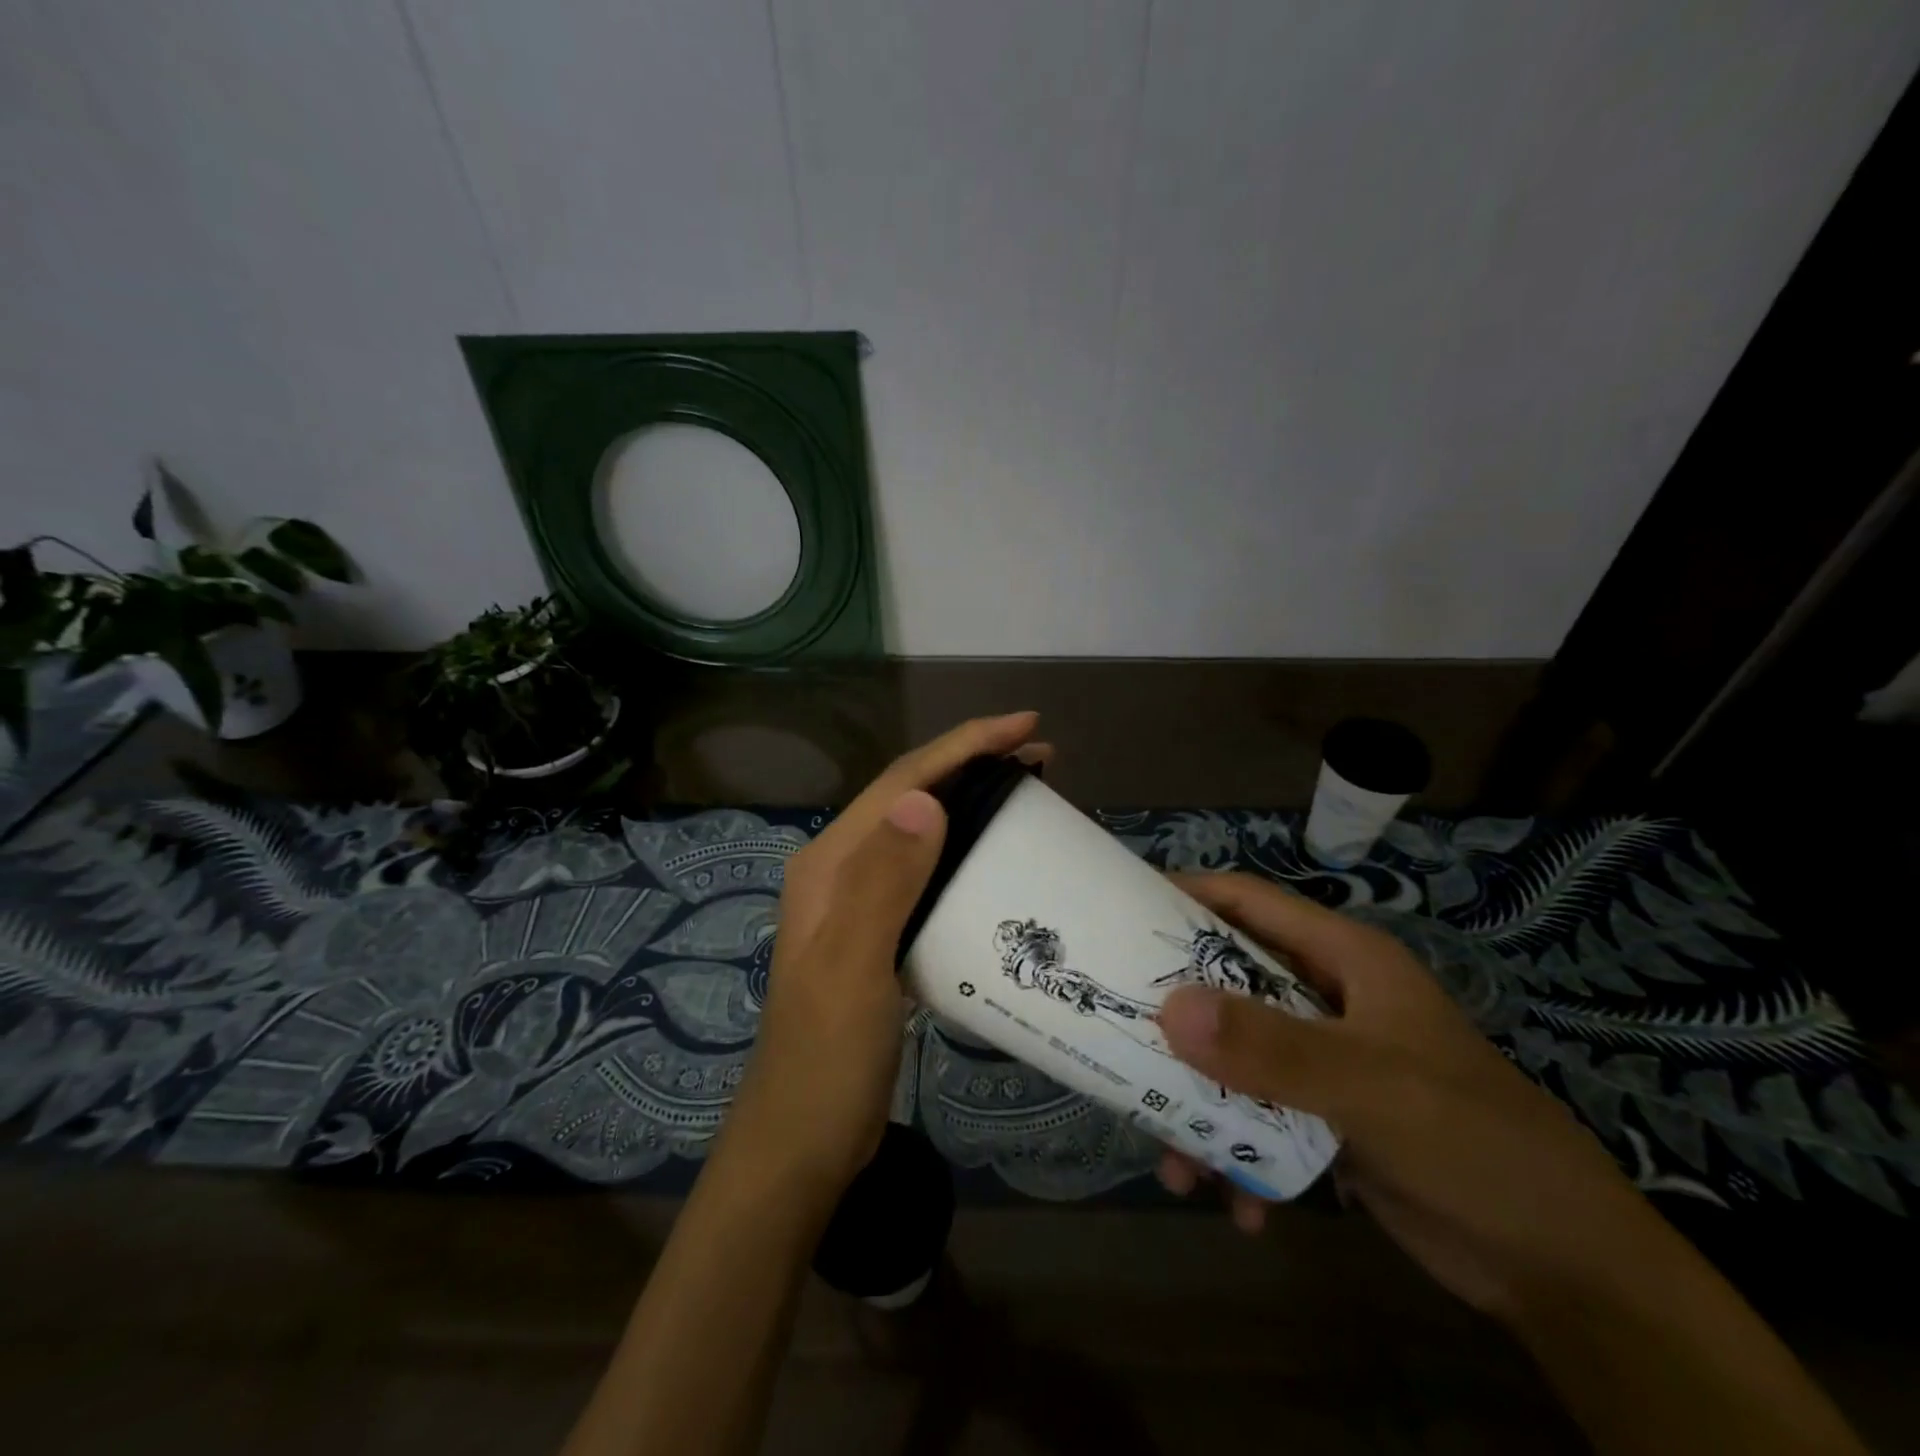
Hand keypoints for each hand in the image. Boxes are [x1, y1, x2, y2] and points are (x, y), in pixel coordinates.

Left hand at [715, 712, 1047, 1201]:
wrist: (803, 1141)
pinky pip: (929, 875)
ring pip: (923, 833)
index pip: (902, 782)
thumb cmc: (826, 1056)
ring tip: (1028, 797)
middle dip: (973, 766)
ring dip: (971, 806)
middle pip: (914, 798)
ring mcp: (861, 904)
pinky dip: (965, 854)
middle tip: (1041, 759)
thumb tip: (923, 801)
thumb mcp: (854, 967)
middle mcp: (843, 871)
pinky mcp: (881, 935)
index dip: (963, 746)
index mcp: (831, 863)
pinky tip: (996, 863)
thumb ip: (883, 883)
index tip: (1025, 727)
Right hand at [1153, 871, 1663, 1324]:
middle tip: (1117, 1035)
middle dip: (1175, 1017)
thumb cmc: (1474, 1141)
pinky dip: (1237, 1155)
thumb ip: (1272, 1048)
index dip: (1186, 896)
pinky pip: (1256, 1118)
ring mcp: (1324, 1062)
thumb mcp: (1371, 1086)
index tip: (1119, 910)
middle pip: (1228, 984)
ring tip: (1174, 1160)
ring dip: (1199, 1104)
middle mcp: (1326, 1000)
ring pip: (1234, 1058)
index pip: (1249, 903)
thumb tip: (1168, 1009)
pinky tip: (1235, 1205)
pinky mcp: (1324, 1119)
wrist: (1565, 1270)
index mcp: (1343, 961)